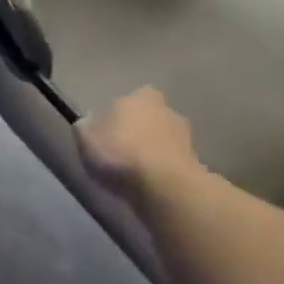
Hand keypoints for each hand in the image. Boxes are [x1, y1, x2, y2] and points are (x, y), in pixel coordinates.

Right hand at [77, 87, 198, 202]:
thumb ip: (86, 126)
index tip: (106, 136)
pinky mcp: (197, 166)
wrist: (166, 189)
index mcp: (141, 94)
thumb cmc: (121, 153)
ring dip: (153, 154)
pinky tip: (151, 188)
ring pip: (162, 142)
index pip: (126, 101)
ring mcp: (186, 137)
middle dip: (137, 133)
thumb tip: (89, 123)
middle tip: (120, 155)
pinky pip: (172, 165)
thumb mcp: (86, 137)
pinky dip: (163, 173)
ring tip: (136, 176)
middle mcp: (167, 109)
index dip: (115, 118)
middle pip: (147, 119)